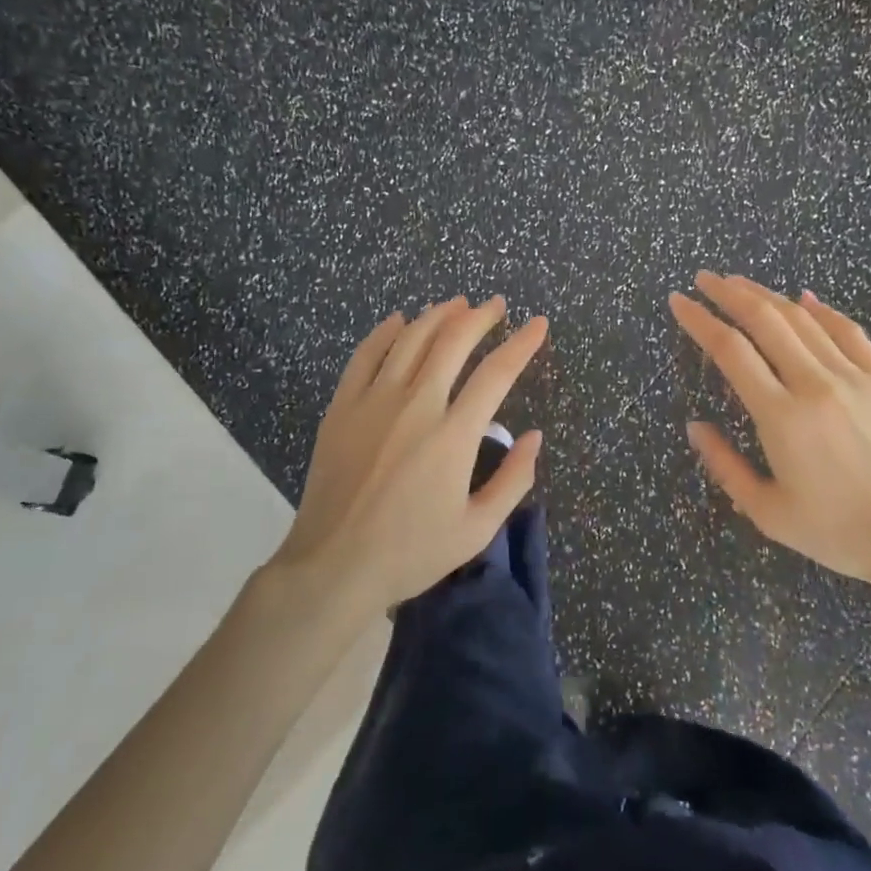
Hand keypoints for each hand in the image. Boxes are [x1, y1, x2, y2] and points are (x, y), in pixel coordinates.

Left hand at [273, 296, 547, 609]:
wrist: (333, 566)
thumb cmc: (410, 552)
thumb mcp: (477, 529)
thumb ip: (513, 480)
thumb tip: (534, 436)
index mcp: (453, 435)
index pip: (497, 374)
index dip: (522, 344)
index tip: (538, 324)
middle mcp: (416, 406)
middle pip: (453, 342)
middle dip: (480, 317)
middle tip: (495, 305)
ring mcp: (374, 402)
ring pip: (410, 339)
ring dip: (438, 315)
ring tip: (456, 304)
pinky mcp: (342, 407)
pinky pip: (366, 355)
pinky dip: (385, 332)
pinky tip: (399, 320)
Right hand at [668, 272, 870, 605]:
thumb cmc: (839, 533)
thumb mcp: (768, 513)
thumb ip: (725, 466)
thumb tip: (695, 426)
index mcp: (782, 417)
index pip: (731, 350)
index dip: (700, 320)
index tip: (678, 302)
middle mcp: (815, 384)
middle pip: (765, 320)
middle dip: (728, 293)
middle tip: (703, 279)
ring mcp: (854, 377)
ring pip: (803, 319)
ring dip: (766, 295)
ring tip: (739, 283)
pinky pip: (848, 331)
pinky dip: (822, 309)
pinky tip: (805, 298)